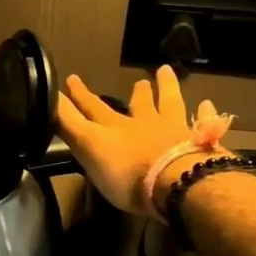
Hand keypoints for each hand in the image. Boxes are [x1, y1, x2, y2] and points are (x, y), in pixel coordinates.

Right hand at [56, 66, 231, 217]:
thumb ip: (70, 125)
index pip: (93, 109)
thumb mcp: (89, 147)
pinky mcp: (199, 142)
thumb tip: (48, 98)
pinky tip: (207, 103)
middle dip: (133, 93)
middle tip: (137, 80)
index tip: (71, 79)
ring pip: (170, 103)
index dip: (80, 96)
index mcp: (116, 128)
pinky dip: (204, 112)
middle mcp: (145, 124)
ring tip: (165, 72)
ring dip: (167, 88)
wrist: (176, 183)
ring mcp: (175, 131)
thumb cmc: (127, 172)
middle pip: (138, 104)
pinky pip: (203, 122)